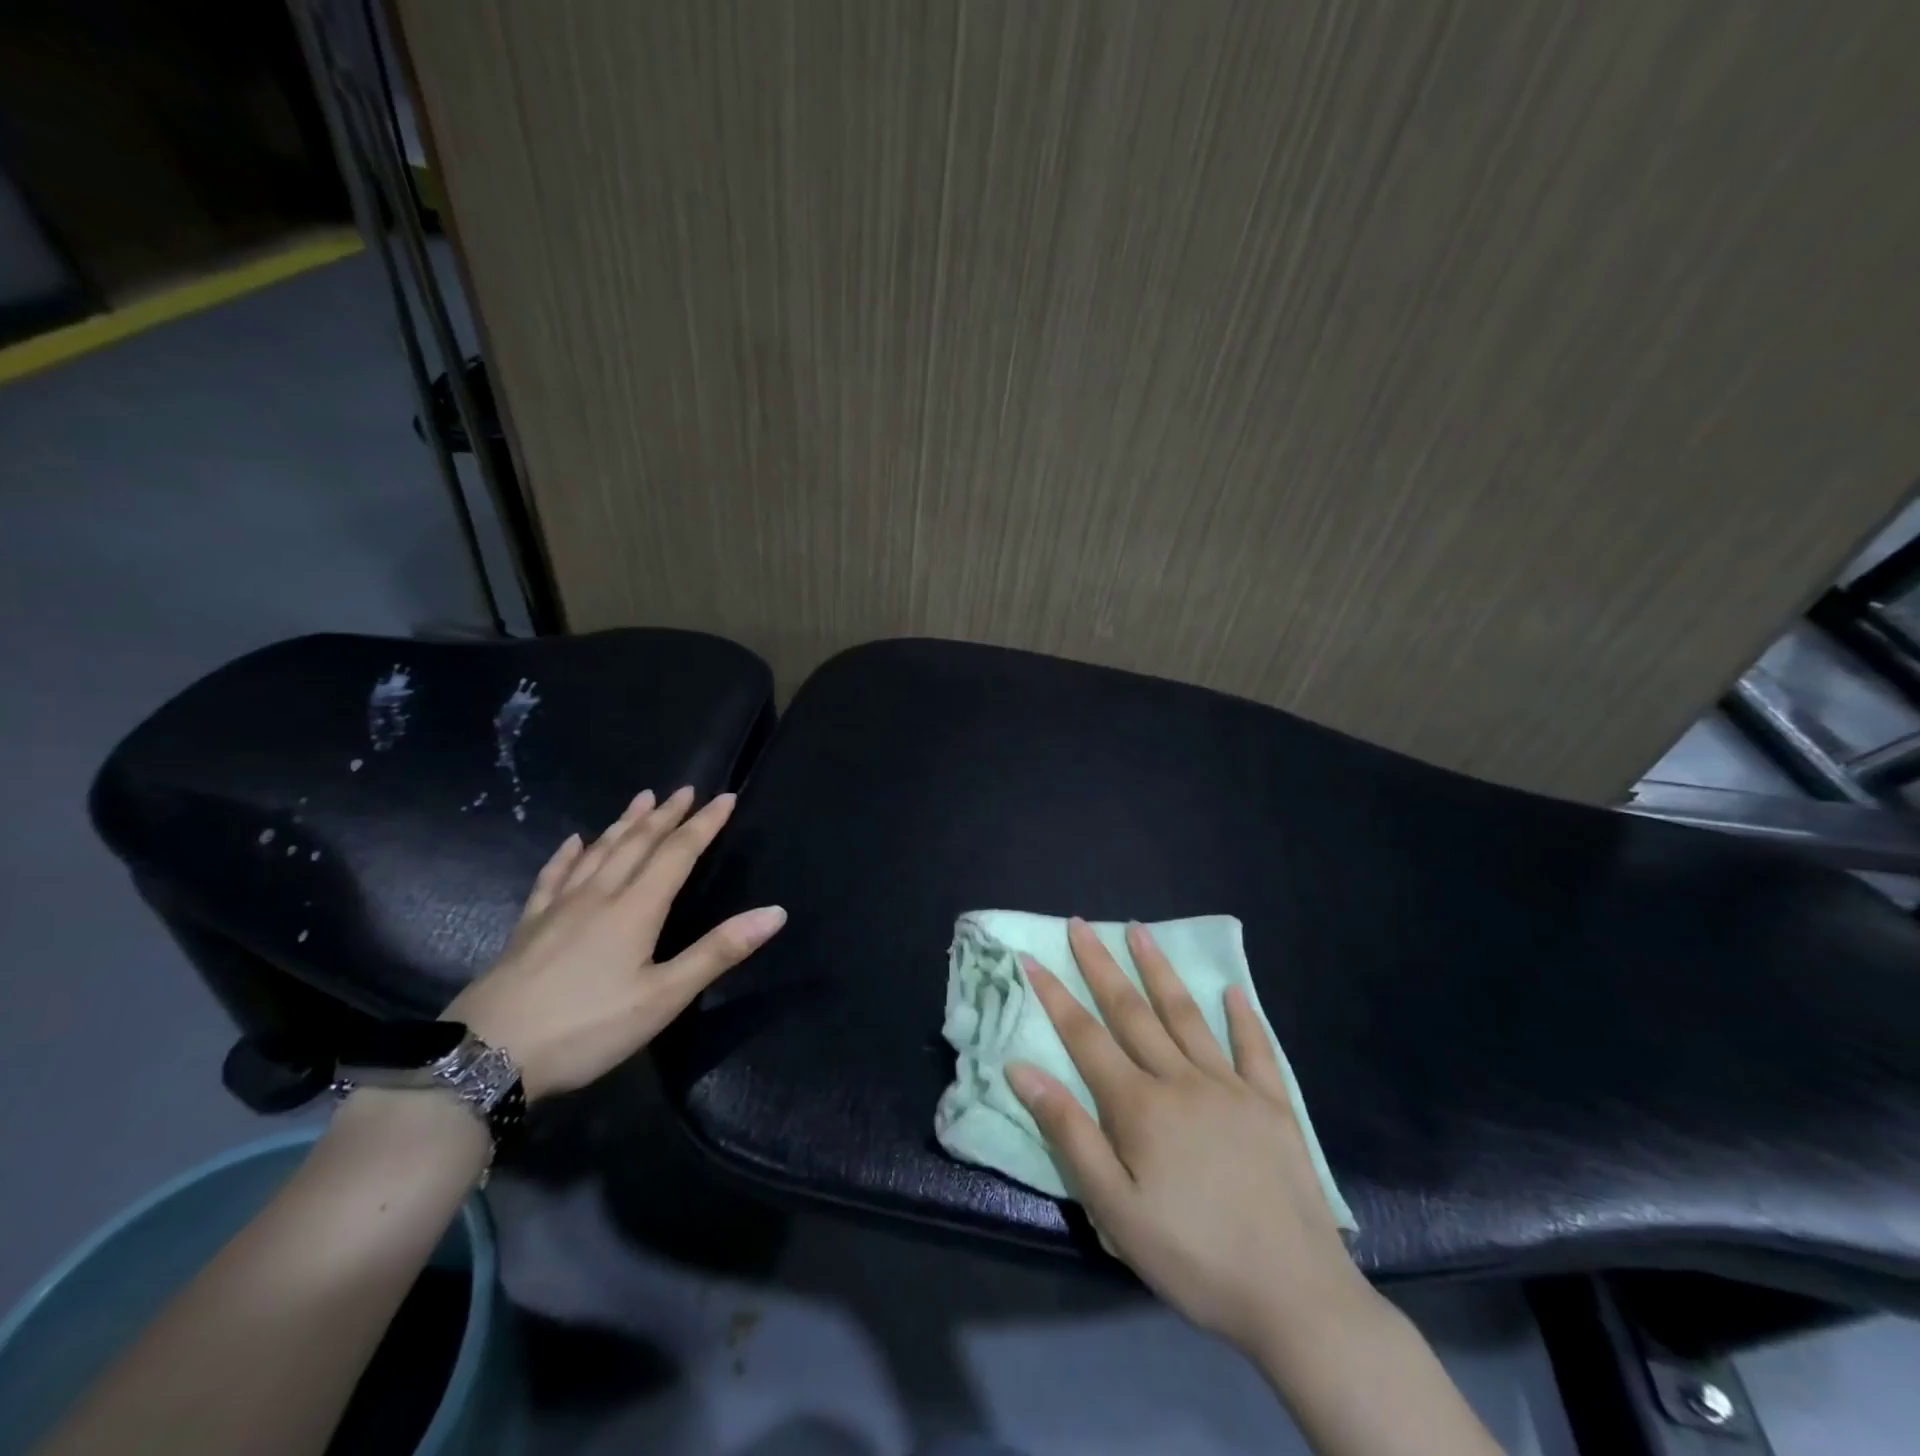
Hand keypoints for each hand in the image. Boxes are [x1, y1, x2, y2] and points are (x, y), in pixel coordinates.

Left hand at [445, 786, 785, 1101]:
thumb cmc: (587, 1027)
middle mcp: (600, 896)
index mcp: (636, 909)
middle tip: (684, 790)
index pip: (678, 853)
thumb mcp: (663, 998)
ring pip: (599, 852)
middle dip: (666, 815)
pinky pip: (553, 877)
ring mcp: (559, 908)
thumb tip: (775, 912)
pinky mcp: (528, 926)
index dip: (704, 825)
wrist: (485, 1056)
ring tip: (642, 799)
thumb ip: (718, 952)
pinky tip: (572, 842)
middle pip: (638, 844)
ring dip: (624, 824)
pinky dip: (567, 855)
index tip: (725, 797)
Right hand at [1006, 918, 1367, 1357]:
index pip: (1085, 1037)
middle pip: (1132, 1011)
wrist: (1295, 1296)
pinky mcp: (1272, 1105)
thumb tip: (1022, 1070)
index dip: (1055, 996)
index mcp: (1140, 1106)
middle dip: (1101, 965)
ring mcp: (1231, 1087)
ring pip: (1186, 1015)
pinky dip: (1242, 1016)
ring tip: (1140, 931)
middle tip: (1080, 924)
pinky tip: (1232, 990)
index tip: (1031, 958)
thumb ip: (1069, 1134)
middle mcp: (1182, 1080)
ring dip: (1159, 970)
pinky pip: (1255, 1048)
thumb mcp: (1115, 1209)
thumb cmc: (1193, 1257)